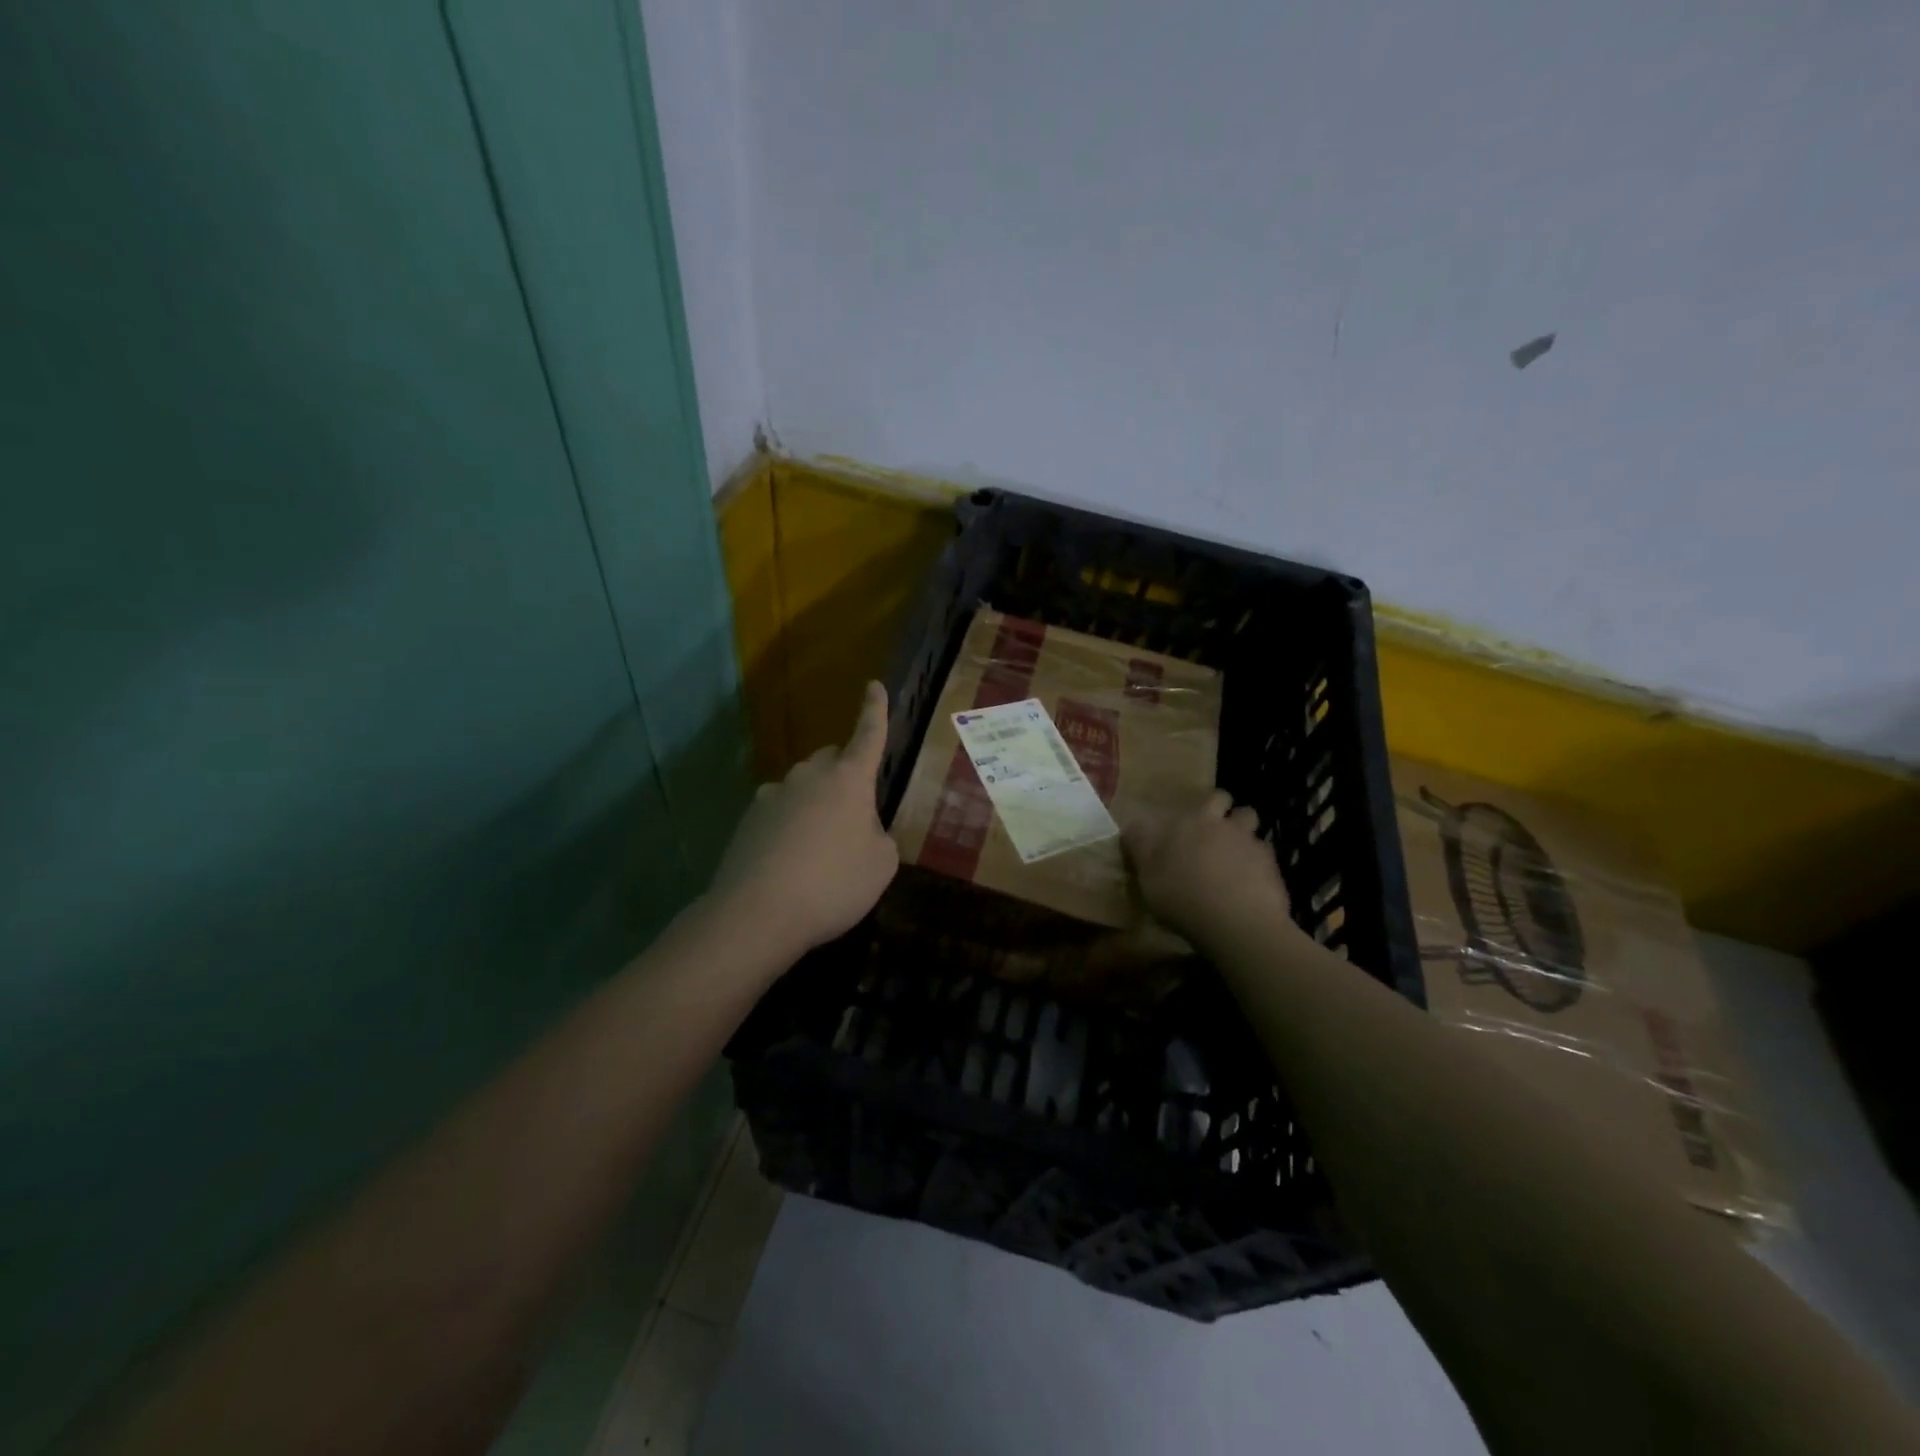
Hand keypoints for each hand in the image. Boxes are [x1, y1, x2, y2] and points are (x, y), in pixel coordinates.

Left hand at [708, 681, 899, 957]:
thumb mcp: (881, 864)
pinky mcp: (748, 820)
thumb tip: (862, 829)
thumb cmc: (833, 884)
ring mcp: (773, 795)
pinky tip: (791, 858)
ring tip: (822, 843)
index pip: (868, 735)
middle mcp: (809, 777)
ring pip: (803, 786)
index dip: (875, 710)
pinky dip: (790, 824)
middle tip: (855, 808)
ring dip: (816, 801)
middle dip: (845, 772)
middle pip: (831, 759)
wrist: (757, 913)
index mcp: (848, 780)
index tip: (874, 685)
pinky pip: (779, 811)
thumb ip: (878, 837)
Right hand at [1124, 789, 1296, 944]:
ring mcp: (1247, 838)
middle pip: (1221, 798)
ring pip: (1248, 816)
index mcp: (1186, 822)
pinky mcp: (1270, 860)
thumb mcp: (1148, 879)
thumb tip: (1134, 831)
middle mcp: (1218, 822)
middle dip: (1219, 807)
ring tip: (1234, 848)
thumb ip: (1143, 852)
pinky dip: (1258, 858)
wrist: (1236, 922)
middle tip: (1211, 827)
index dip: (1184, 811)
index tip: (1177, 827)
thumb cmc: (1182, 899)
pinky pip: (1264, 850)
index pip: (1184, 801)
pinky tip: (1252, 878)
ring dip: (1241, 827)